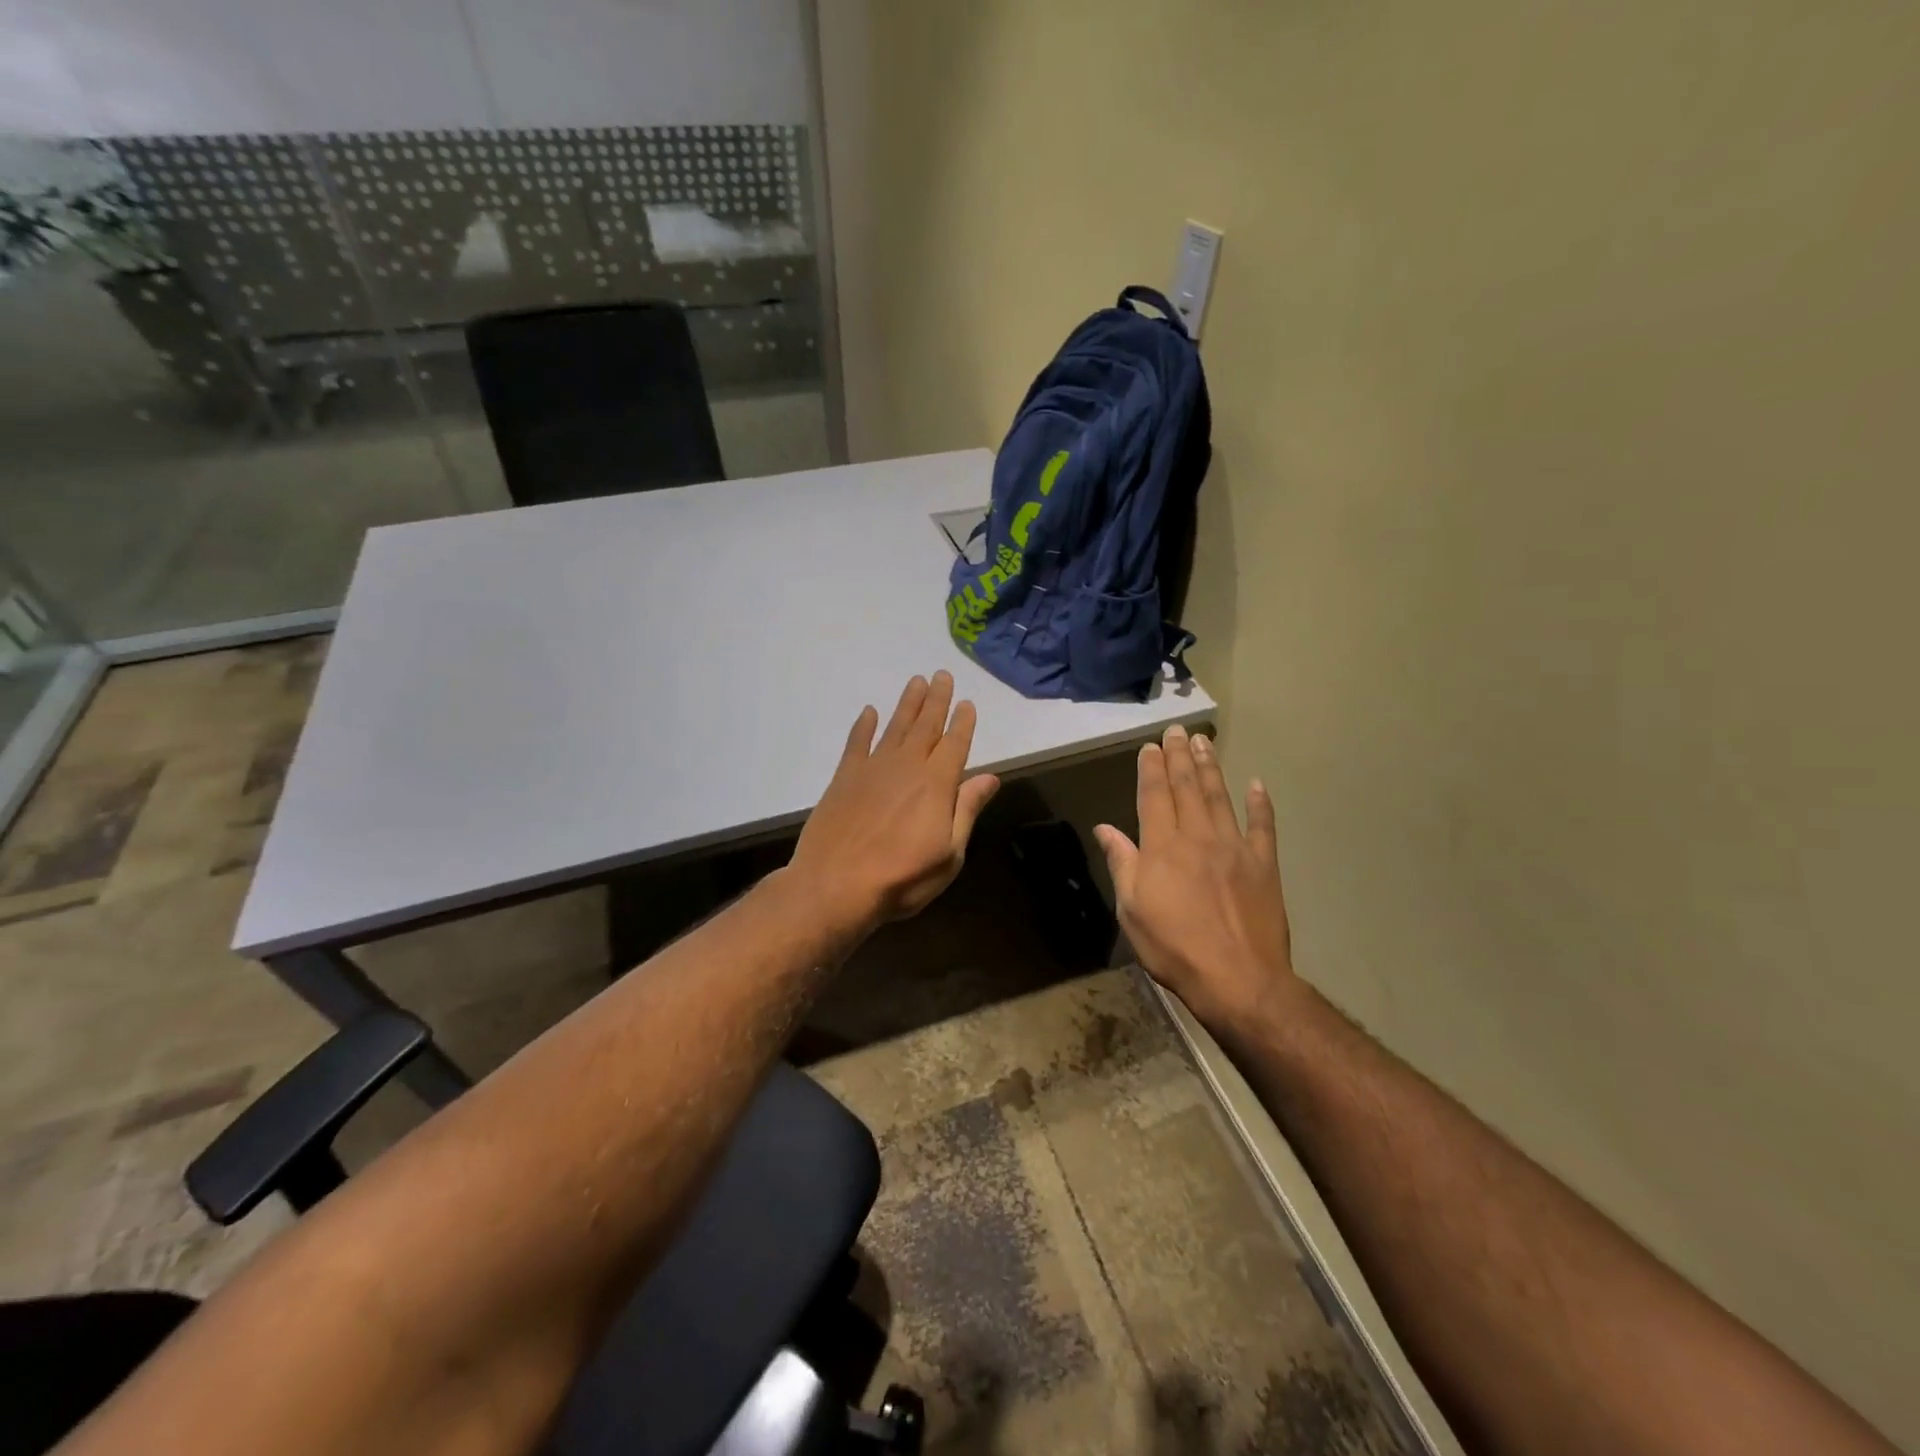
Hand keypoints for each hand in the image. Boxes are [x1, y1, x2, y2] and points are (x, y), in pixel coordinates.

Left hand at [790, 670, 1000, 929]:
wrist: (835, 885)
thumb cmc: (901, 878)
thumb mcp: (949, 854)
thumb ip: (967, 810)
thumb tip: (990, 777)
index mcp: (937, 784)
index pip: (955, 744)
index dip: (963, 722)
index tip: (967, 703)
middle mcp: (907, 766)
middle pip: (926, 725)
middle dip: (936, 699)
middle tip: (942, 675)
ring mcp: (873, 768)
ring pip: (895, 726)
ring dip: (907, 703)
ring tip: (916, 681)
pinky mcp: (845, 777)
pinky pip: (857, 742)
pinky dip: (864, 725)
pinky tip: (869, 712)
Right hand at [1093, 725, 1296, 1032]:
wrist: (1238, 979)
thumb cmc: (1174, 947)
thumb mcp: (1131, 910)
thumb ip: (1121, 863)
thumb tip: (1105, 828)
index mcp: (1162, 847)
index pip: (1153, 796)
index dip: (1151, 768)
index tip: (1151, 746)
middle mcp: (1198, 836)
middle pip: (1187, 787)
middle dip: (1180, 757)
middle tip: (1178, 730)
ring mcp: (1234, 848)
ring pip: (1220, 797)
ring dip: (1211, 767)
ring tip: (1205, 742)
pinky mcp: (1263, 864)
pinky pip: (1262, 826)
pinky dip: (1260, 804)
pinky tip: (1257, 784)